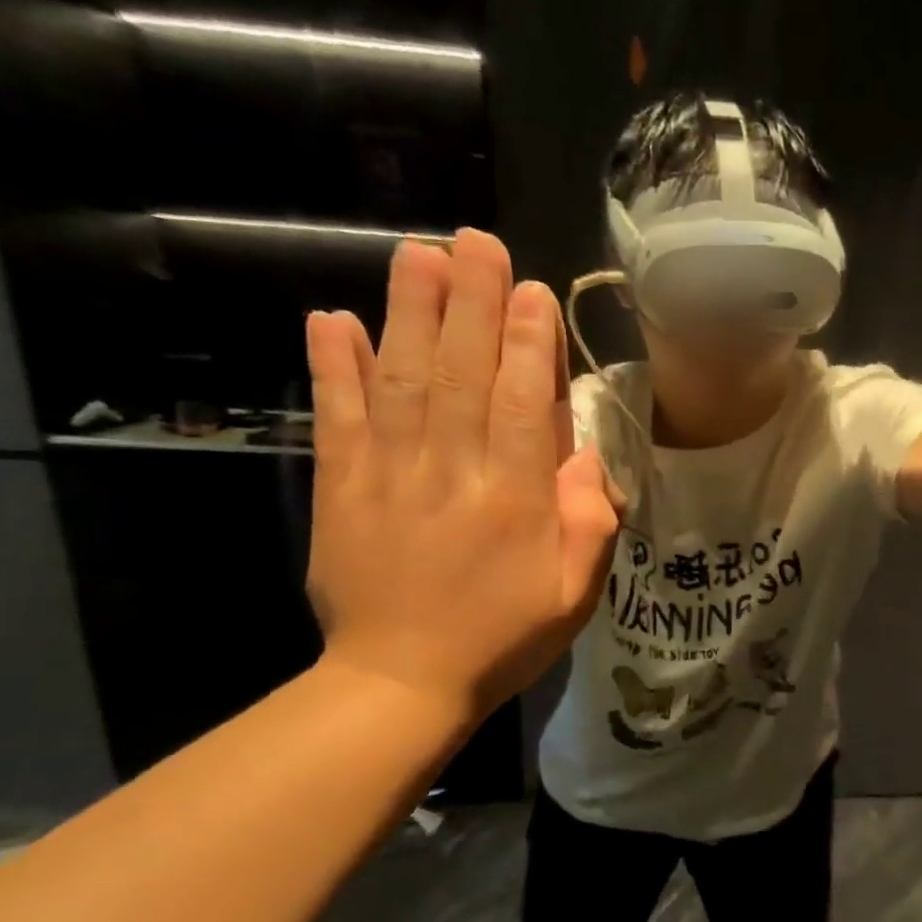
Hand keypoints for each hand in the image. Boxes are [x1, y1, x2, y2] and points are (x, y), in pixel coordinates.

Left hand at [305, 229, 619, 719]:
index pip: (523, 405)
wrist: (401, 682)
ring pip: (401, 382)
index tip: (529, 288)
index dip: (527, 343)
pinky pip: (337, 418)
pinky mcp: (341, 488)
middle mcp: (453, 474)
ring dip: (409, 314)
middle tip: (475, 240)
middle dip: (470, 304)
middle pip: (461, 375)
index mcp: (516, 501)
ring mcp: (390, 477)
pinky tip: (330, 319)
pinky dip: (332, 368)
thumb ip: (590, 524)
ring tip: (417, 254)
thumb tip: (586, 459)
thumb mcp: (575, 594)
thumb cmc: (503, 636)